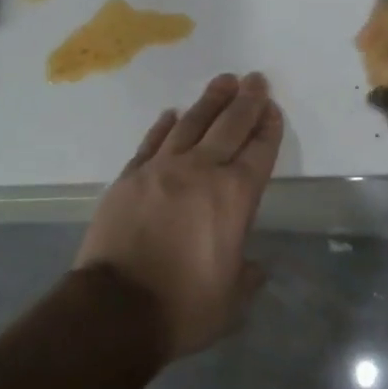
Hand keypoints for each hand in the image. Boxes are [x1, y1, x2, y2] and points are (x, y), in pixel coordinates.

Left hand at [76, 72, 282, 360]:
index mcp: (234, 197)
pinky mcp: (130, 177)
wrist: (114, 309)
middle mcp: (201, 172)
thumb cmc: (183, 307)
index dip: (268, 128)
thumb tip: (254, 266)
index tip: (272, 109)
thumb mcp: (231, 302)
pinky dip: (164, 126)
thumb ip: (247, 277)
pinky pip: (151, 142)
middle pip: (229, 126)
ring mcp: (161, 169)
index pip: (258, 151)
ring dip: (210, 101)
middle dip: (246, 101)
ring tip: (223, 81)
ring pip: (191, 124)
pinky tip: (171, 113)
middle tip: (255, 79)